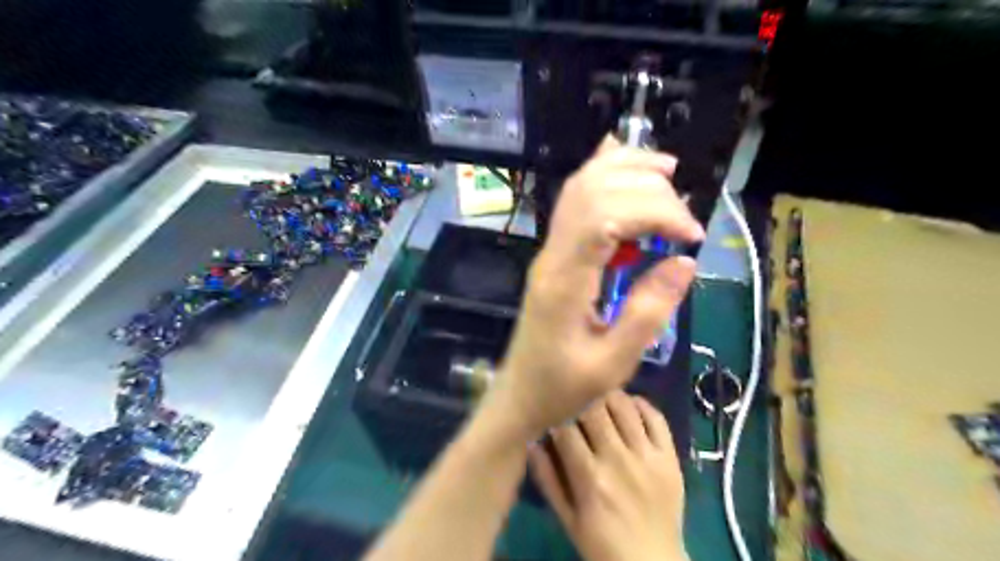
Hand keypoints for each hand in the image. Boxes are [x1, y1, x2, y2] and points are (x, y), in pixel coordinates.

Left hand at [488, 137, 697, 438]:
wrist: (520, 394)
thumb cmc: (563, 387)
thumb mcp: (613, 363)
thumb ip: (648, 312)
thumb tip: (684, 261)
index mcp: (565, 282)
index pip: (604, 217)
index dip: (653, 211)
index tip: (691, 235)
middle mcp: (552, 255)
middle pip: (592, 192)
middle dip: (645, 188)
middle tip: (685, 215)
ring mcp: (549, 251)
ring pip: (578, 188)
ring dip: (622, 169)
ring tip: (666, 170)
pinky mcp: (554, 254)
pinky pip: (573, 202)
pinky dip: (599, 175)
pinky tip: (618, 159)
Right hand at [531, 389, 688, 560]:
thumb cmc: (602, 543)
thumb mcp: (566, 518)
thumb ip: (547, 478)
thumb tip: (530, 440)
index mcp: (589, 477)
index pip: (566, 426)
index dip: (556, 412)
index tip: (553, 409)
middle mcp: (618, 459)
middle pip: (594, 408)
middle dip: (580, 398)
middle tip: (575, 399)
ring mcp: (648, 455)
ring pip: (624, 405)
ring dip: (607, 396)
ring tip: (599, 399)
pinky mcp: (669, 456)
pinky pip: (655, 417)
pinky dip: (640, 404)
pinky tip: (628, 405)